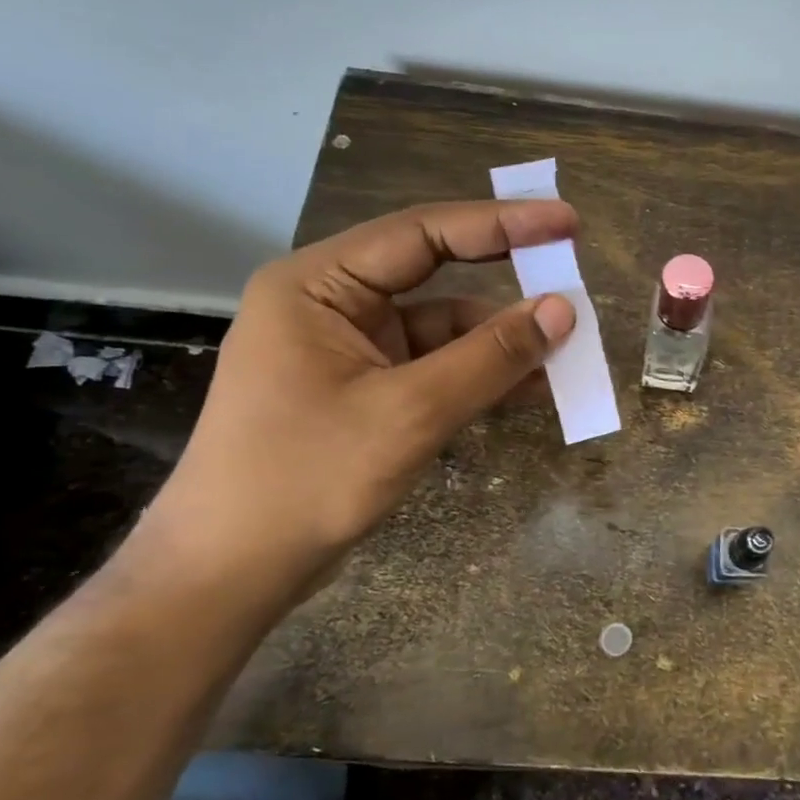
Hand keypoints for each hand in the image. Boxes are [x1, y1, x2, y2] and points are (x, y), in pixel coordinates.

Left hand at [148, 201, 576, 602]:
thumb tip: (563, 311)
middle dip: (505, 279)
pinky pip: (435, 368)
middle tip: (570, 273)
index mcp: (318, 284)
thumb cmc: (305, 480)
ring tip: (566, 352)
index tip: (567, 224)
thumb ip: (490, 357)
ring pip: (442, 328)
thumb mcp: (409, 413)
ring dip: (500, 341)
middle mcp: (332, 304)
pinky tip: (531, 389)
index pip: (423, 234)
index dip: (502, 224)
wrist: (229, 575)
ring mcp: (348, 350)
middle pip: (435, 274)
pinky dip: (480, 376)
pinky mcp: (364, 391)